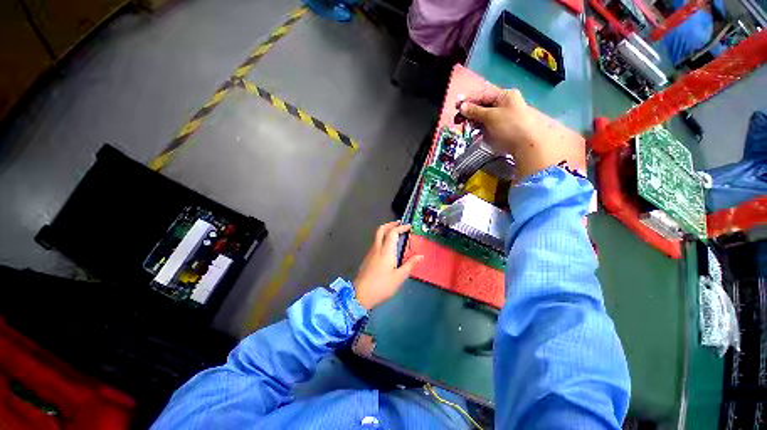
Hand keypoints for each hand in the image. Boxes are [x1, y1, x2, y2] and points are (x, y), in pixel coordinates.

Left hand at [354, 222, 423, 309]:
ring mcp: (371, 252)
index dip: (401, 227)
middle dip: (391, 224)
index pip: (393, 233)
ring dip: (386, 231)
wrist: (360, 294)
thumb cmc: (382, 286)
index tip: (409, 226)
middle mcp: (377, 248)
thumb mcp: (399, 277)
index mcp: (386, 251)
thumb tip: (421, 256)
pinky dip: (383, 238)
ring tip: (396, 234)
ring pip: (377, 235)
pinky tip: (388, 247)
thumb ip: (410, 265)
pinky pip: (376, 242)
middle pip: (381, 229)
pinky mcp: (368, 257)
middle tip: (400, 224)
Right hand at [458, 89, 577, 179]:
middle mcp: (506, 103)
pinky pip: (489, 124)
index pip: (483, 94)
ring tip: (467, 125)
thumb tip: (462, 107)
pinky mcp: (504, 127)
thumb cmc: (509, 126)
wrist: (527, 144)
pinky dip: (481, 127)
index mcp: (505, 95)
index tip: (456, 106)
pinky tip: (476, 131)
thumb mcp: (490, 116)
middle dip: (470, 111)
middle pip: (484, 105)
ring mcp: (506, 116)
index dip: (468, 99)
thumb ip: (475, 111)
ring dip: (475, 120)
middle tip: (459, 119)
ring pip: (485, 115)